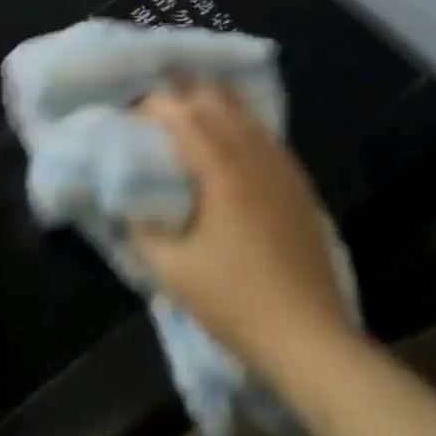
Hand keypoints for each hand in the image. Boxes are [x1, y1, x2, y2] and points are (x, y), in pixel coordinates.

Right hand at [131, 84, 357, 372]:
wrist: (310, 340)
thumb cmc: (234, 302)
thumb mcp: (169, 270)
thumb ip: (140, 227)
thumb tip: (126, 200)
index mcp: (222, 173)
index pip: (183, 113)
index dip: (152, 106)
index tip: (128, 119)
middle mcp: (255, 159)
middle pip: (217, 100)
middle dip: (180, 94)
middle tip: (152, 114)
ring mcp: (283, 171)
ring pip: (246, 113)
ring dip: (211, 104)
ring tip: (184, 115)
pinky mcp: (299, 187)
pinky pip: (266, 136)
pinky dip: (239, 124)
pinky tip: (227, 140)